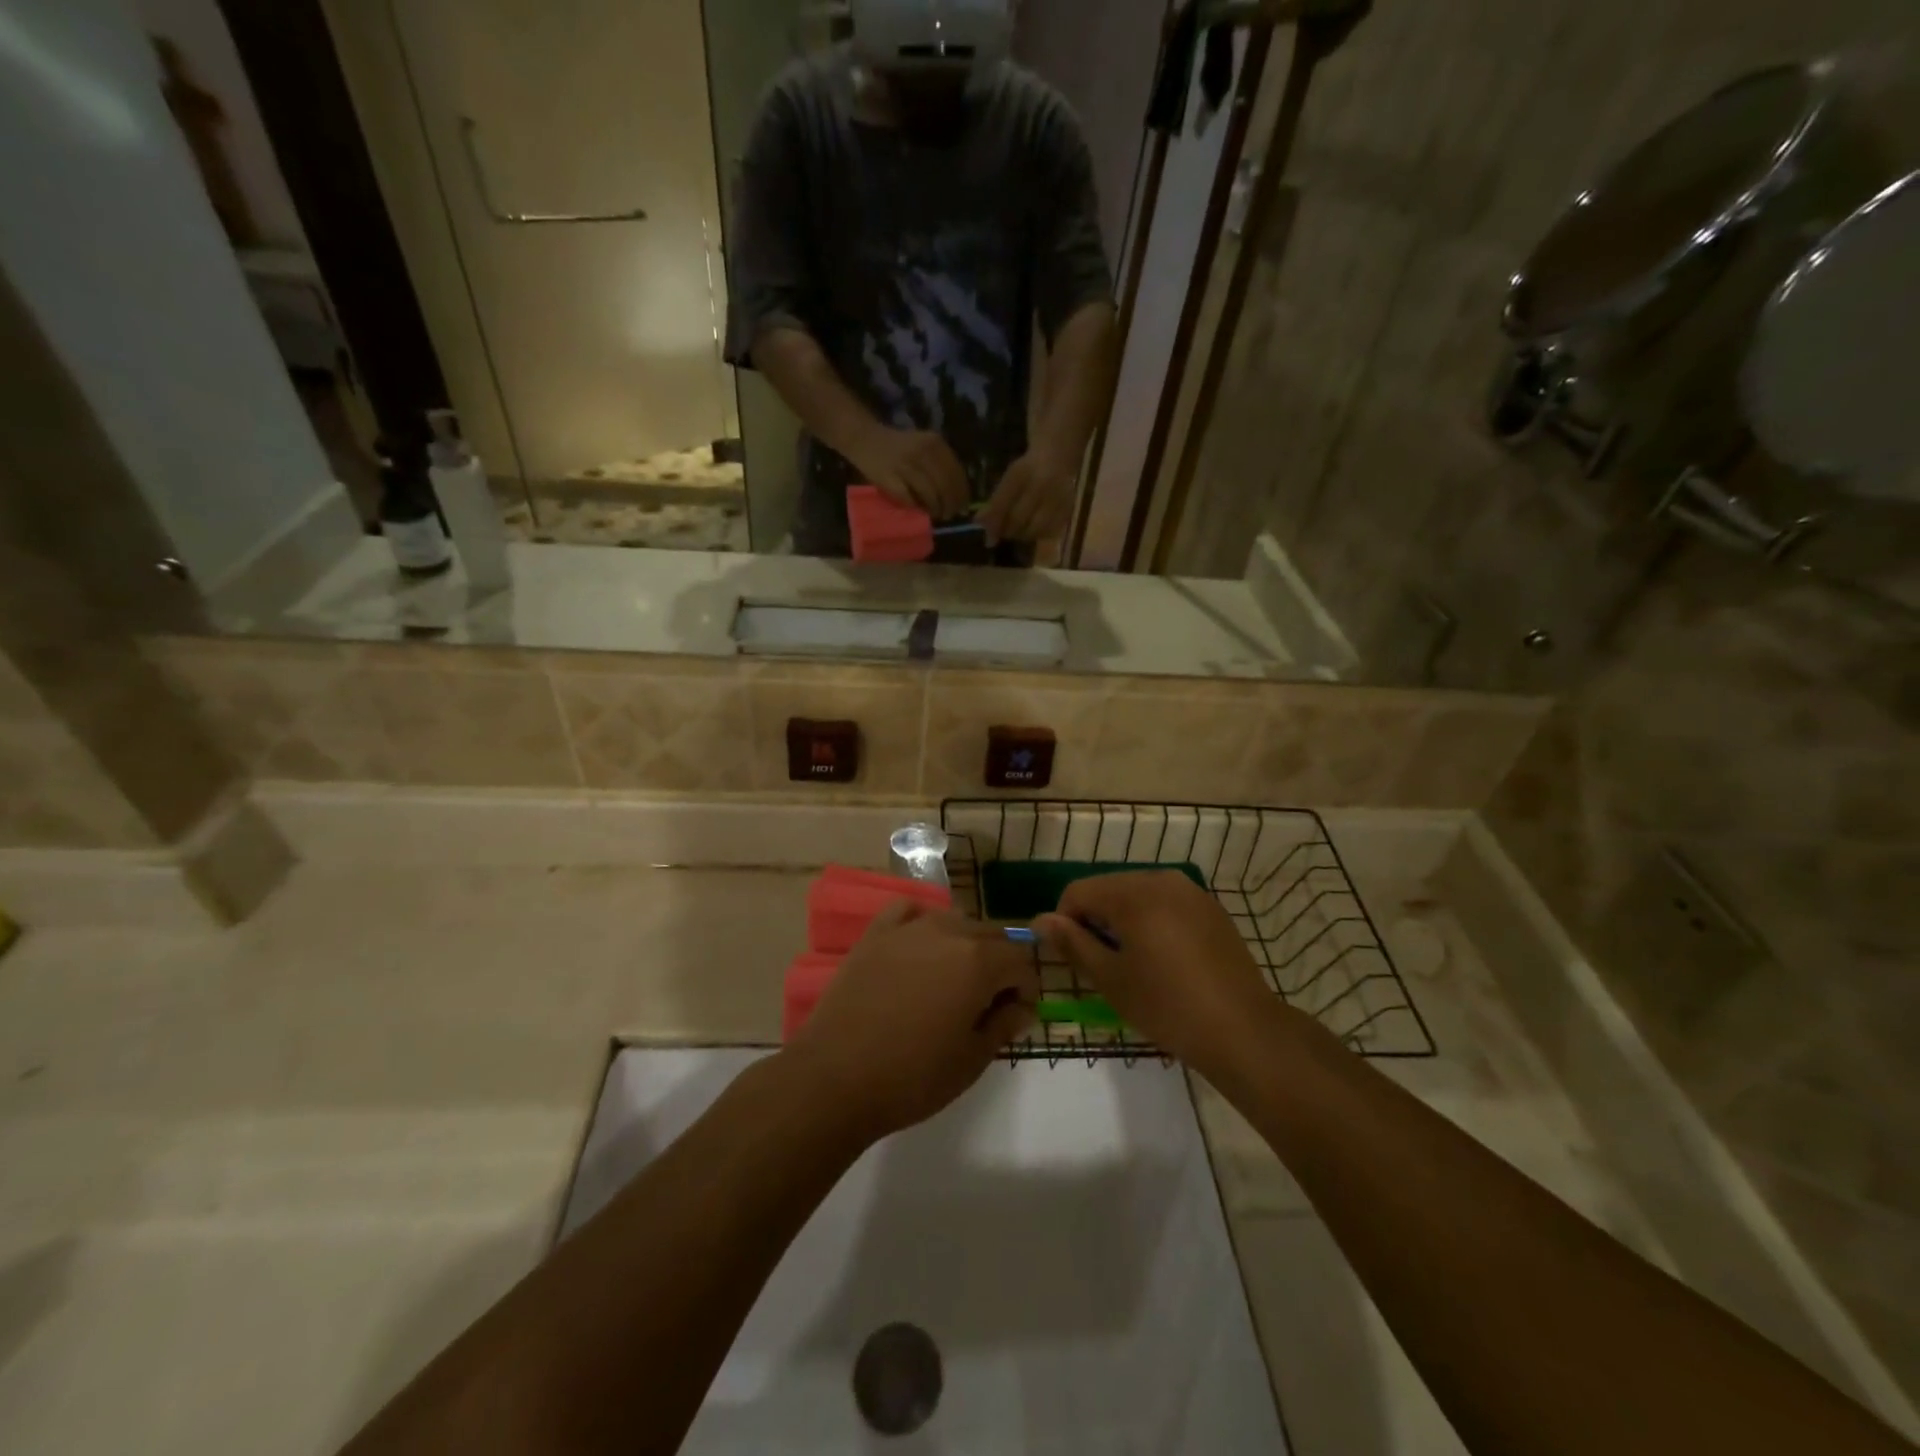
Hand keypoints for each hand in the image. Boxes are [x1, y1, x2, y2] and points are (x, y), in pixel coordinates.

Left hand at [786, 901, 1037, 1140]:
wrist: (834, 1078)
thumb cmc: (912, 1077)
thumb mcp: (971, 1060)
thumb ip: (1004, 1025)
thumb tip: (1022, 1007)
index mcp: (978, 961)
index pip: (1021, 961)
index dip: (1026, 989)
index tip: (1016, 1016)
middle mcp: (948, 932)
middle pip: (991, 935)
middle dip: (1000, 965)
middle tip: (987, 1004)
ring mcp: (908, 928)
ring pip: (954, 921)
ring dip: (965, 945)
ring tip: (952, 981)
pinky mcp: (875, 933)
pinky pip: (909, 911)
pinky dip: (923, 923)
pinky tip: (919, 949)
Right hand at [848, 426, 970, 518]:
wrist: (866, 439)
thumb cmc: (900, 447)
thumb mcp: (925, 446)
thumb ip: (942, 464)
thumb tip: (959, 494)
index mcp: (935, 443)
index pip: (956, 473)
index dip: (962, 493)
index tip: (963, 506)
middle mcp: (922, 452)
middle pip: (945, 486)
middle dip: (951, 504)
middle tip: (950, 514)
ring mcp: (905, 465)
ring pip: (930, 494)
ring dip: (936, 509)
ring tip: (937, 514)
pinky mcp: (890, 479)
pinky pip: (910, 499)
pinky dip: (917, 507)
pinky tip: (920, 510)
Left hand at [978, 447, 1077, 544]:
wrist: (1057, 455)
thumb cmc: (1027, 469)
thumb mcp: (1009, 478)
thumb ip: (995, 502)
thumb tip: (979, 524)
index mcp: (1020, 473)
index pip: (1002, 504)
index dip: (993, 524)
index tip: (987, 538)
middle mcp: (1041, 484)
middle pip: (1019, 520)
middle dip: (1008, 531)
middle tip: (1003, 533)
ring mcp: (1057, 497)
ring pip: (1035, 529)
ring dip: (1023, 535)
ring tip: (1019, 531)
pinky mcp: (1069, 508)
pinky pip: (1051, 532)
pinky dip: (1039, 535)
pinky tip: (1035, 529)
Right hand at [1036, 871, 1280, 1075]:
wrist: (1243, 1030)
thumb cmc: (1167, 1006)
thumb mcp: (1110, 979)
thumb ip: (1072, 943)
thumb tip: (1040, 920)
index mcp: (1133, 893)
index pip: (1078, 891)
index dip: (1065, 922)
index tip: (1075, 958)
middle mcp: (1161, 879)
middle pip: (1108, 888)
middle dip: (1096, 920)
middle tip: (1103, 965)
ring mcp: (1191, 891)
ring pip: (1137, 894)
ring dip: (1124, 921)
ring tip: (1134, 964)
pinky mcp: (1211, 908)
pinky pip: (1166, 903)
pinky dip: (1153, 922)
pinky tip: (1164, 960)